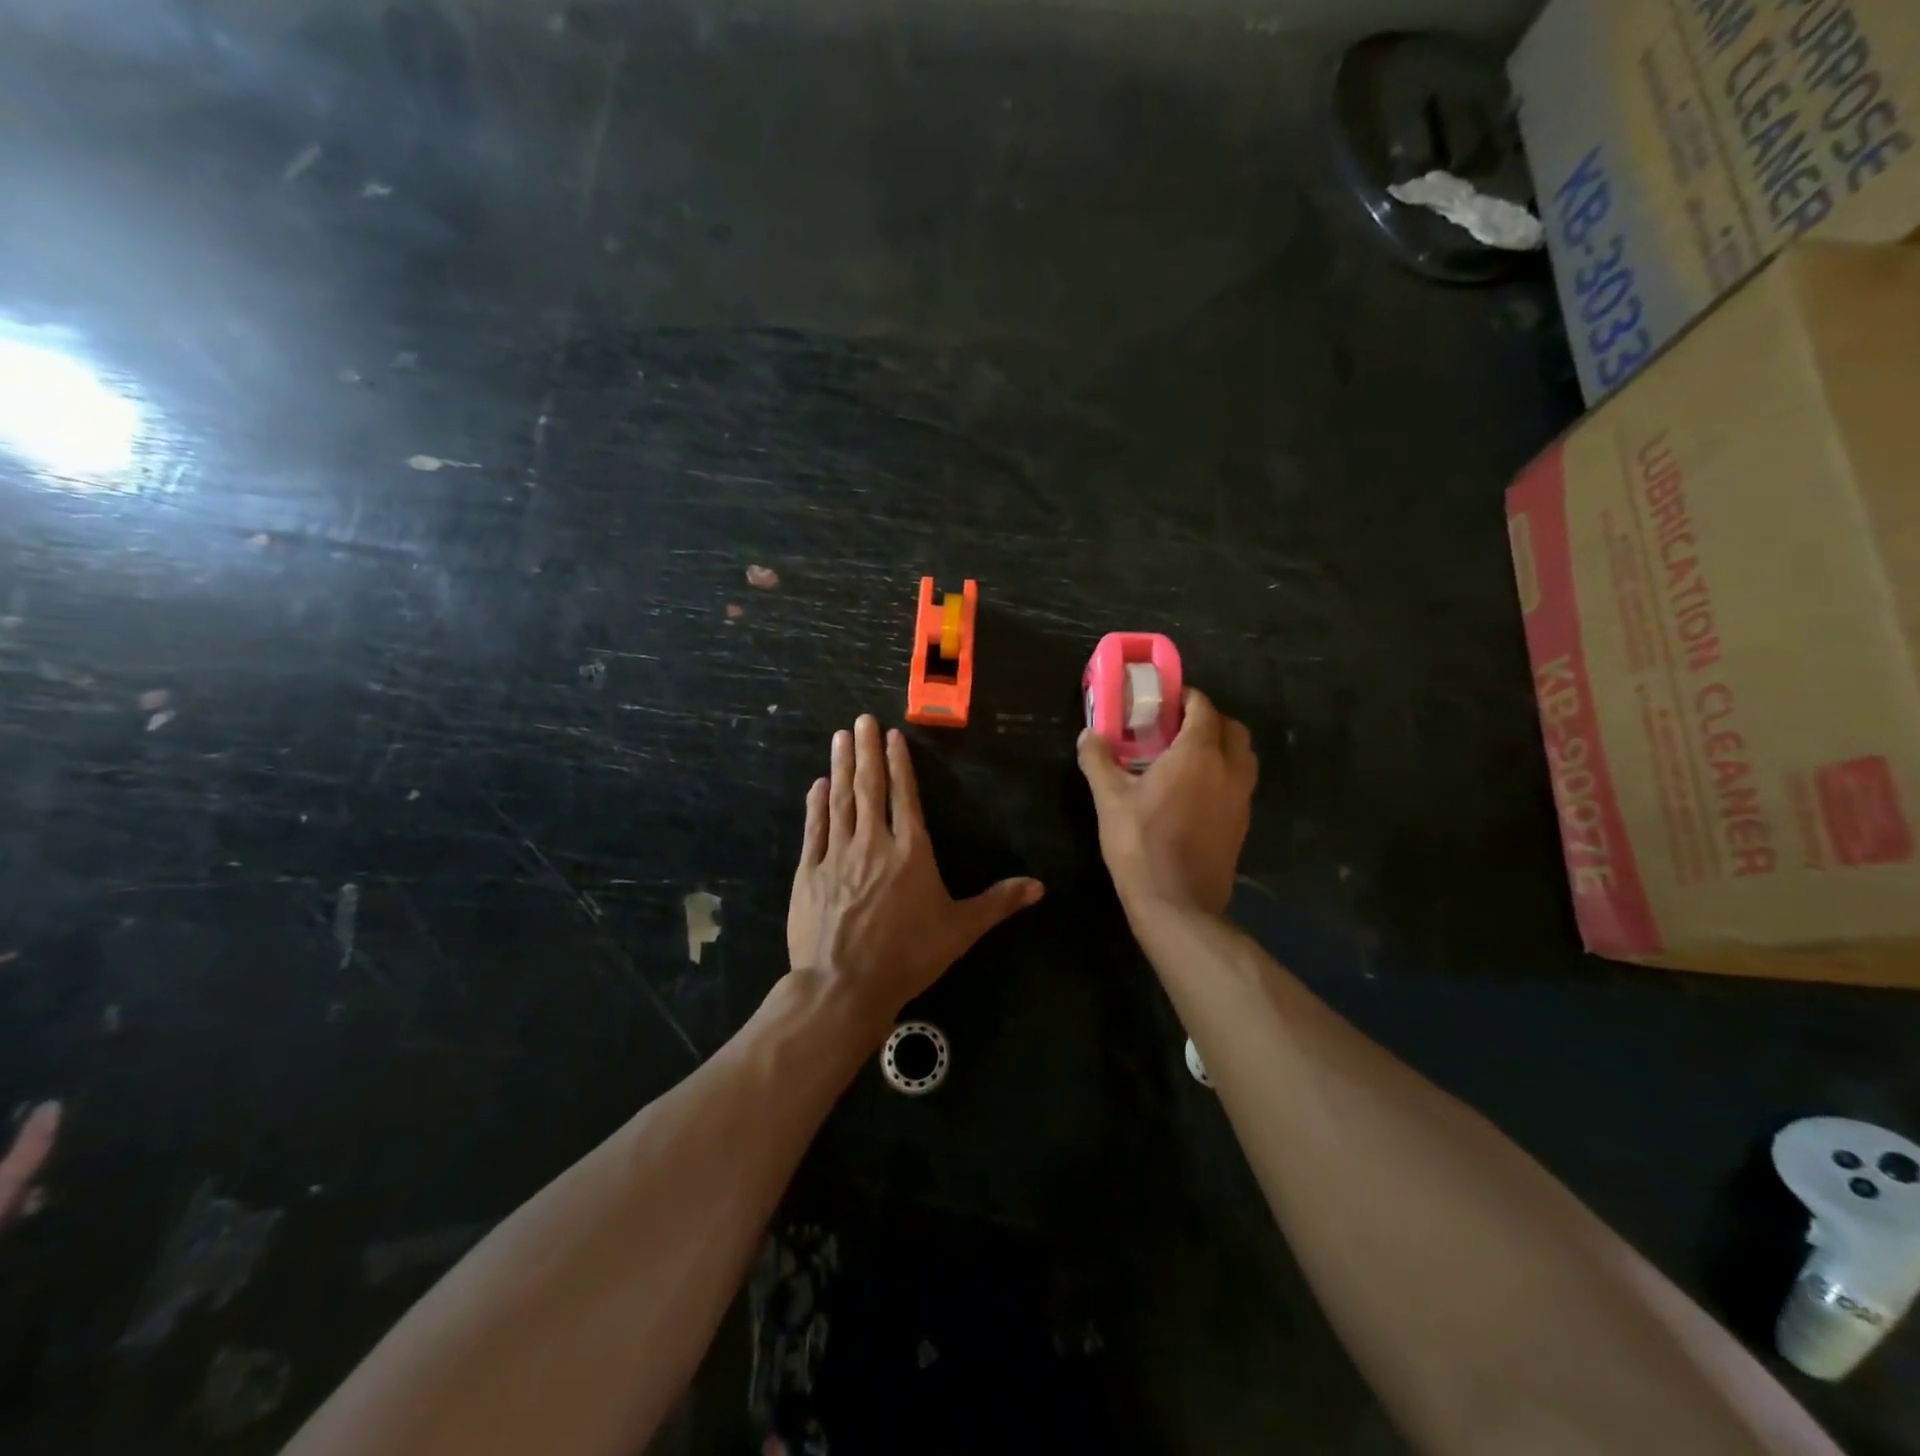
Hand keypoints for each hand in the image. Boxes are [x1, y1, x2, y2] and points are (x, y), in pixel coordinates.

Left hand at [788, 715, 1043, 1021]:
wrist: (844, 984)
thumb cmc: (907, 955)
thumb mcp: (960, 930)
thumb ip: (997, 903)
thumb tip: (1039, 886)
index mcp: (910, 851)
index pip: (904, 796)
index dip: (898, 764)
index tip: (891, 736)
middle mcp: (873, 843)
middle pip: (870, 788)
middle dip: (866, 751)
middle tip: (861, 720)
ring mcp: (836, 855)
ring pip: (841, 801)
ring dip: (840, 767)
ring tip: (840, 738)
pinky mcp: (809, 873)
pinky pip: (814, 830)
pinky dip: (816, 806)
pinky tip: (817, 785)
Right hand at [1077, 688, 1256, 915]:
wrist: (1177, 903)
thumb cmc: (1140, 844)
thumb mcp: (1109, 800)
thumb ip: (1098, 761)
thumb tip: (1089, 735)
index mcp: (1198, 754)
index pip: (1203, 708)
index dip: (1186, 698)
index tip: (1164, 701)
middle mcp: (1228, 768)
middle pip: (1231, 727)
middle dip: (1208, 719)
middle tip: (1175, 727)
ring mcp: (1241, 797)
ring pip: (1242, 755)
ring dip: (1221, 745)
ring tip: (1187, 756)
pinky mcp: (1242, 822)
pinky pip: (1240, 782)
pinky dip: (1224, 772)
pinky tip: (1195, 790)